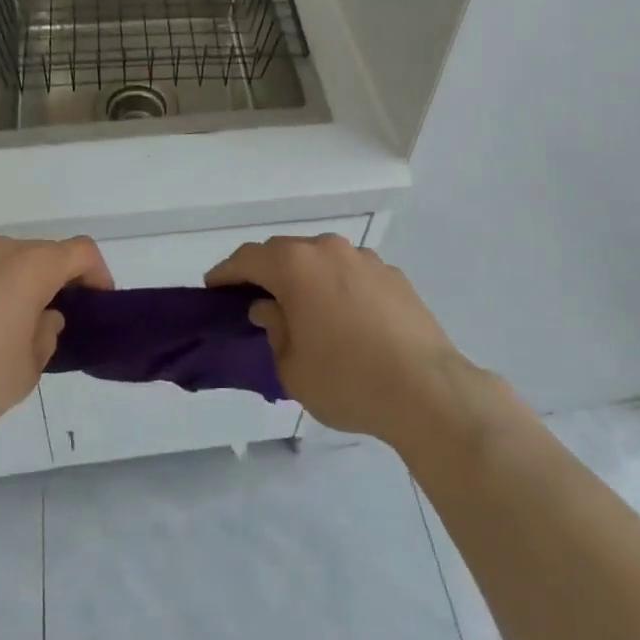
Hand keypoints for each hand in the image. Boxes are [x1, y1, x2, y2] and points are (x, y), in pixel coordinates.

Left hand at [0, 236, 112, 427]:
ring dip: (17, 287)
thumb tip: (43, 318)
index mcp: (31, 266)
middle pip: (42, 253)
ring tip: (9, 330)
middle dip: (56, 281)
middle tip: (55, 320)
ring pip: (4, 263)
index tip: (98, 303)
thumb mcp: (27, 370)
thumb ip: (46, 337)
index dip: (98, 273)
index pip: (81, 251)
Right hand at [206, 234, 473, 445]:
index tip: (213, 289)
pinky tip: (345, 319)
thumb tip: (270, 309)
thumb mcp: (292, 368)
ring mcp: (364, 259)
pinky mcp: (393, 275)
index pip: (248, 259)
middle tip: (254, 300)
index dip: (226, 273)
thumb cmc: (347, 380)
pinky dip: (337, 287)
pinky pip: (352, 273)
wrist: (427, 390)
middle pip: (284, 251)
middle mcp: (328, 250)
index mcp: (295, 265)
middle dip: (265, 272)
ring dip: (304, 277)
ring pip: (321, 259)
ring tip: (303, 310)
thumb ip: (274, 330)